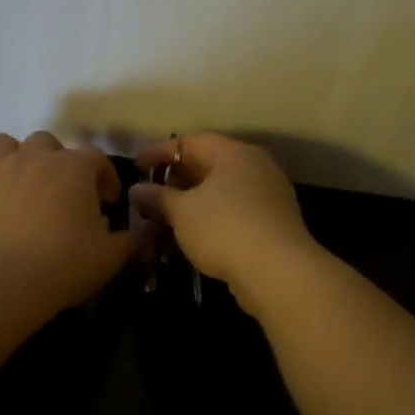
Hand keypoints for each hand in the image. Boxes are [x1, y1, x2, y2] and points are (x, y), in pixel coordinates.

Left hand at [0, 132, 136, 310]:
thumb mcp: (111, 256)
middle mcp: (32, 158)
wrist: (2, 282)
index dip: (105, 177)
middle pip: (47, 142)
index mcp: (72, 167)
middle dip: (57, 160)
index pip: (97, 159)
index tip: (108, 201)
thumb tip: (138, 232)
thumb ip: (130, 239)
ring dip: (14, 159)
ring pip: (3, 145)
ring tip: (21, 184)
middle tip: (62, 191)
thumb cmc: (64, 264)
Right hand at [130, 133, 315, 301]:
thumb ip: (157, 197)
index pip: (190, 142)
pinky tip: (191, 237)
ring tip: (165, 219)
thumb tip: (136, 189)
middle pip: (208, 165)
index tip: (136, 167)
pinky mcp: (273, 223)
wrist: (278, 272)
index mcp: (234, 154)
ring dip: (191, 203)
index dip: (160, 153)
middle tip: (150, 196)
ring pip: (221, 192)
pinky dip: (209, 219)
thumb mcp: (181, 211)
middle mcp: (255, 167)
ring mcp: (268, 195)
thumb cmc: (224, 228)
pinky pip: (233, 212)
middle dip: (175, 180)